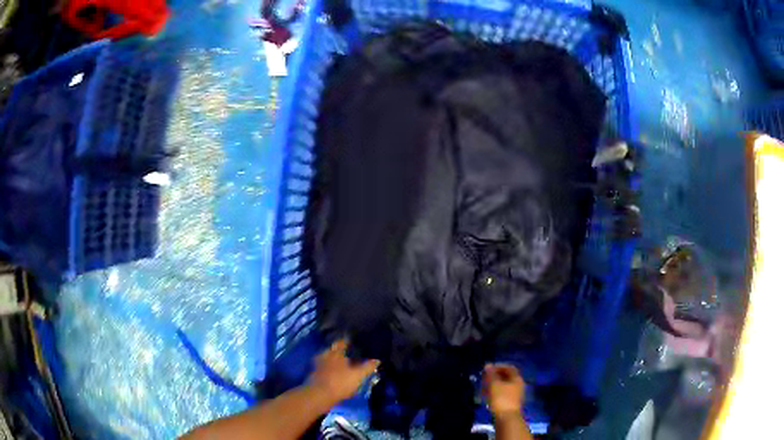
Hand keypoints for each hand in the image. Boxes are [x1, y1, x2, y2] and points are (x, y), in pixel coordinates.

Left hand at [308, 339, 379, 403]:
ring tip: (342, 364)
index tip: (353, 342)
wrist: (319, 396)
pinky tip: (334, 374)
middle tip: (348, 353)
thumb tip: (377, 360)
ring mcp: (317, 365)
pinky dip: (328, 370)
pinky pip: (323, 368)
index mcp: (335, 353)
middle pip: (333, 350)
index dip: (347, 341)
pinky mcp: (314, 375)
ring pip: (327, 359)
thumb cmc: (340, 382)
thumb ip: (368, 367)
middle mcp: (325, 356)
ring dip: (333, 361)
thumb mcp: (358, 375)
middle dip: (339, 351)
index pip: (341, 342)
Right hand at [483, 364, 524, 418]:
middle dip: (495, 375)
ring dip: (494, 384)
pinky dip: (495, 391)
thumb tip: (488, 365)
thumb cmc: (501, 399)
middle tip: (484, 377)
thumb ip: (491, 374)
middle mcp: (518, 385)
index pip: (509, 367)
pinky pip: (502, 393)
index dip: (498, 366)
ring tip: (483, 386)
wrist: (506, 418)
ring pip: (504, 385)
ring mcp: (515, 394)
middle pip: (507, 376)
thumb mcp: (494, 384)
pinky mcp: (510, 402)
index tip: (487, 368)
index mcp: (517, 378)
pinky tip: (487, 395)